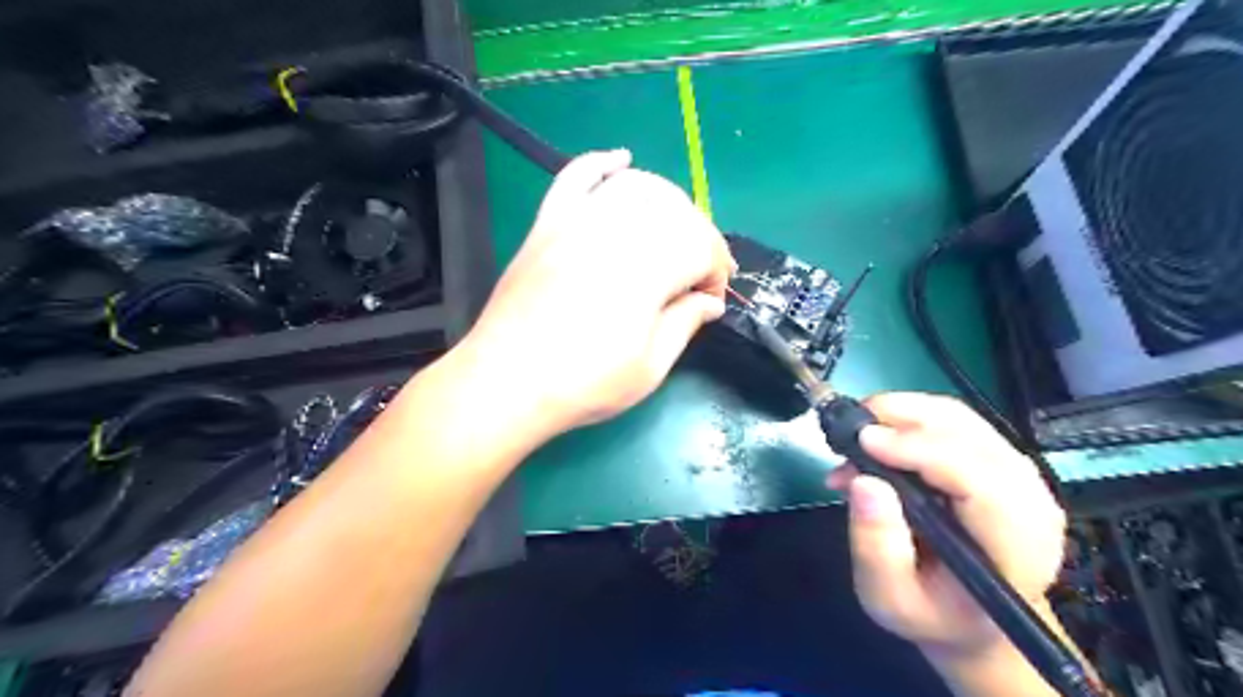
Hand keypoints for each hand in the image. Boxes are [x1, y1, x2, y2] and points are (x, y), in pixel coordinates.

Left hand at [455, 151, 730, 438]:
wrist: (506, 383)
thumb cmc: (584, 383)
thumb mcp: (650, 367)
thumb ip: (686, 323)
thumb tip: (711, 302)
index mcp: (649, 266)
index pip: (702, 246)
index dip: (715, 272)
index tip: (710, 301)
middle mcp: (617, 229)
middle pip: (676, 211)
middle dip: (698, 240)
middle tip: (695, 279)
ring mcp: (577, 220)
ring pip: (637, 187)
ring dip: (666, 204)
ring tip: (672, 234)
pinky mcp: (547, 223)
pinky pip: (576, 176)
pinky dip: (601, 163)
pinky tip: (621, 161)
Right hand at [827, 395, 1061, 660]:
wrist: (971, 618)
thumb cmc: (931, 612)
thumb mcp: (890, 599)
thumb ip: (876, 547)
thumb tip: (863, 481)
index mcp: (1014, 548)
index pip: (979, 480)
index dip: (920, 450)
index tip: (865, 441)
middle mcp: (1029, 501)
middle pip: (971, 435)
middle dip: (904, 417)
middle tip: (849, 427)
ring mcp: (1019, 476)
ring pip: (963, 418)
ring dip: (905, 411)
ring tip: (858, 427)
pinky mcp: (999, 460)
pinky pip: (957, 421)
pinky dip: (912, 416)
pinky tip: (880, 433)